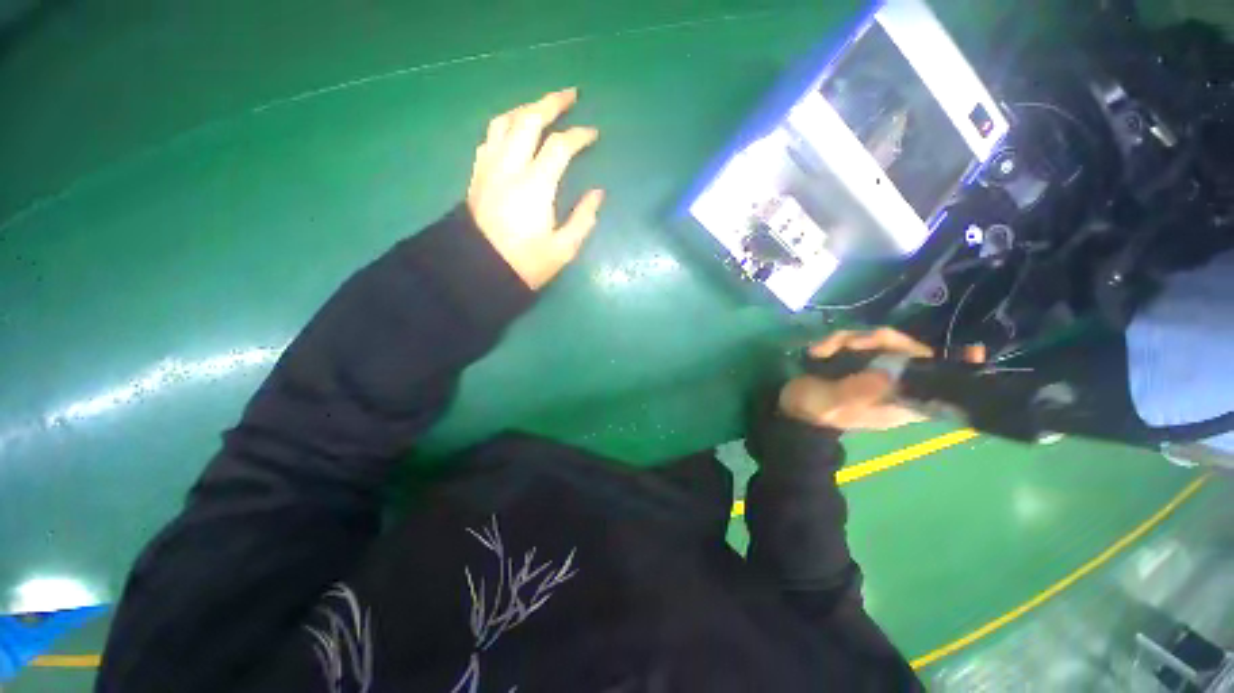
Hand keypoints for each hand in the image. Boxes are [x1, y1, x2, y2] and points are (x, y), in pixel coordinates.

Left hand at [467, 88, 605, 289]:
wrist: (479, 271)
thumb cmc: (525, 264)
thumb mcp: (563, 249)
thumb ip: (583, 218)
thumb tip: (598, 193)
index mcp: (535, 185)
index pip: (560, 146)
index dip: (579, 135)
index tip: (593, 134)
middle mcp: (509, 167)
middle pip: (528, 120)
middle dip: (551, 102)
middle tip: (570, 95)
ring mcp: (489, 168)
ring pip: (504, 122)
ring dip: (525, 108)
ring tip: (541, 108)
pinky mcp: (477, 175)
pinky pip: (489, 138)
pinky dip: (505, 126)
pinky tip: (513, 132)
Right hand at [779, 328, 986, 431]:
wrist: (792, 409)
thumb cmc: (818, 412)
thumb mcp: (839, 404)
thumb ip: (864, 389)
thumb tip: (892, 370)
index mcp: (900, 399)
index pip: (940, 385)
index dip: (959, 368)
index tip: (974, 350)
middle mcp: (893, 381)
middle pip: (907, 349)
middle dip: (878, 341)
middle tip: (850, 344)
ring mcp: (872, 368)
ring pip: (877, 340)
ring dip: (846, 340)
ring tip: (823, 351)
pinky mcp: (852, 359)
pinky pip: (854, 340)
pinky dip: (834, 341)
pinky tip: (817, 351)